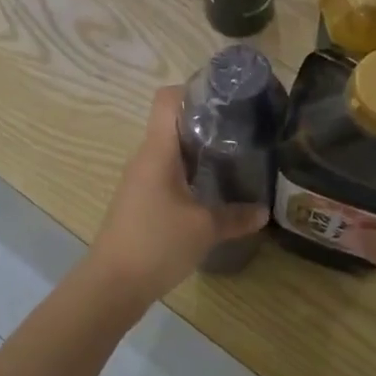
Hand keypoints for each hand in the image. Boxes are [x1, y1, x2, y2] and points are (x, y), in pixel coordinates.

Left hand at [84, 86, 268, 308]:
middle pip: (172, 123)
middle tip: (240, 129)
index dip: (193, 89)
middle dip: (205, 122)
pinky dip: (188, 174)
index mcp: (158, 150)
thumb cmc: (156, 244)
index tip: (224, 98)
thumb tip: (264, 211)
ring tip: (232, 157)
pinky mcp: (140, 201)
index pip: (167, 98)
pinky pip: (166, 173)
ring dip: (197, 151)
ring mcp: (140, 179)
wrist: (111, 285)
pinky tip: (210, 190)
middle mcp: (145, 157)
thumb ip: (235, 216)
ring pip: (170, 150)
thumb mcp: (204, 229)